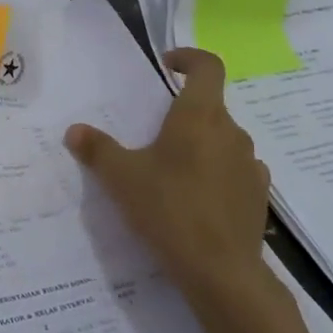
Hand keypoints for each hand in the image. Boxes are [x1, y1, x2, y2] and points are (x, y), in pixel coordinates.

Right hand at [65, 48, 270, 307]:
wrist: (222, 274)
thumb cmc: (170, 210)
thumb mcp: (122, 178)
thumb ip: (97, 150)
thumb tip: (74, 130)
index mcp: (200, 116)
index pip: (208, 66)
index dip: (189, 58)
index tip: (168, 67)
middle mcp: (231, 132)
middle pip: (210, 106)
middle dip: (183, 113)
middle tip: (154, 133)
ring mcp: (250, 165)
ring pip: (223, 140)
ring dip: (201, 144)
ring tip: (173, 170)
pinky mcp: (258, 196)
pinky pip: (235, 170)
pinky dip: (217, 173)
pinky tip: (197, 198)